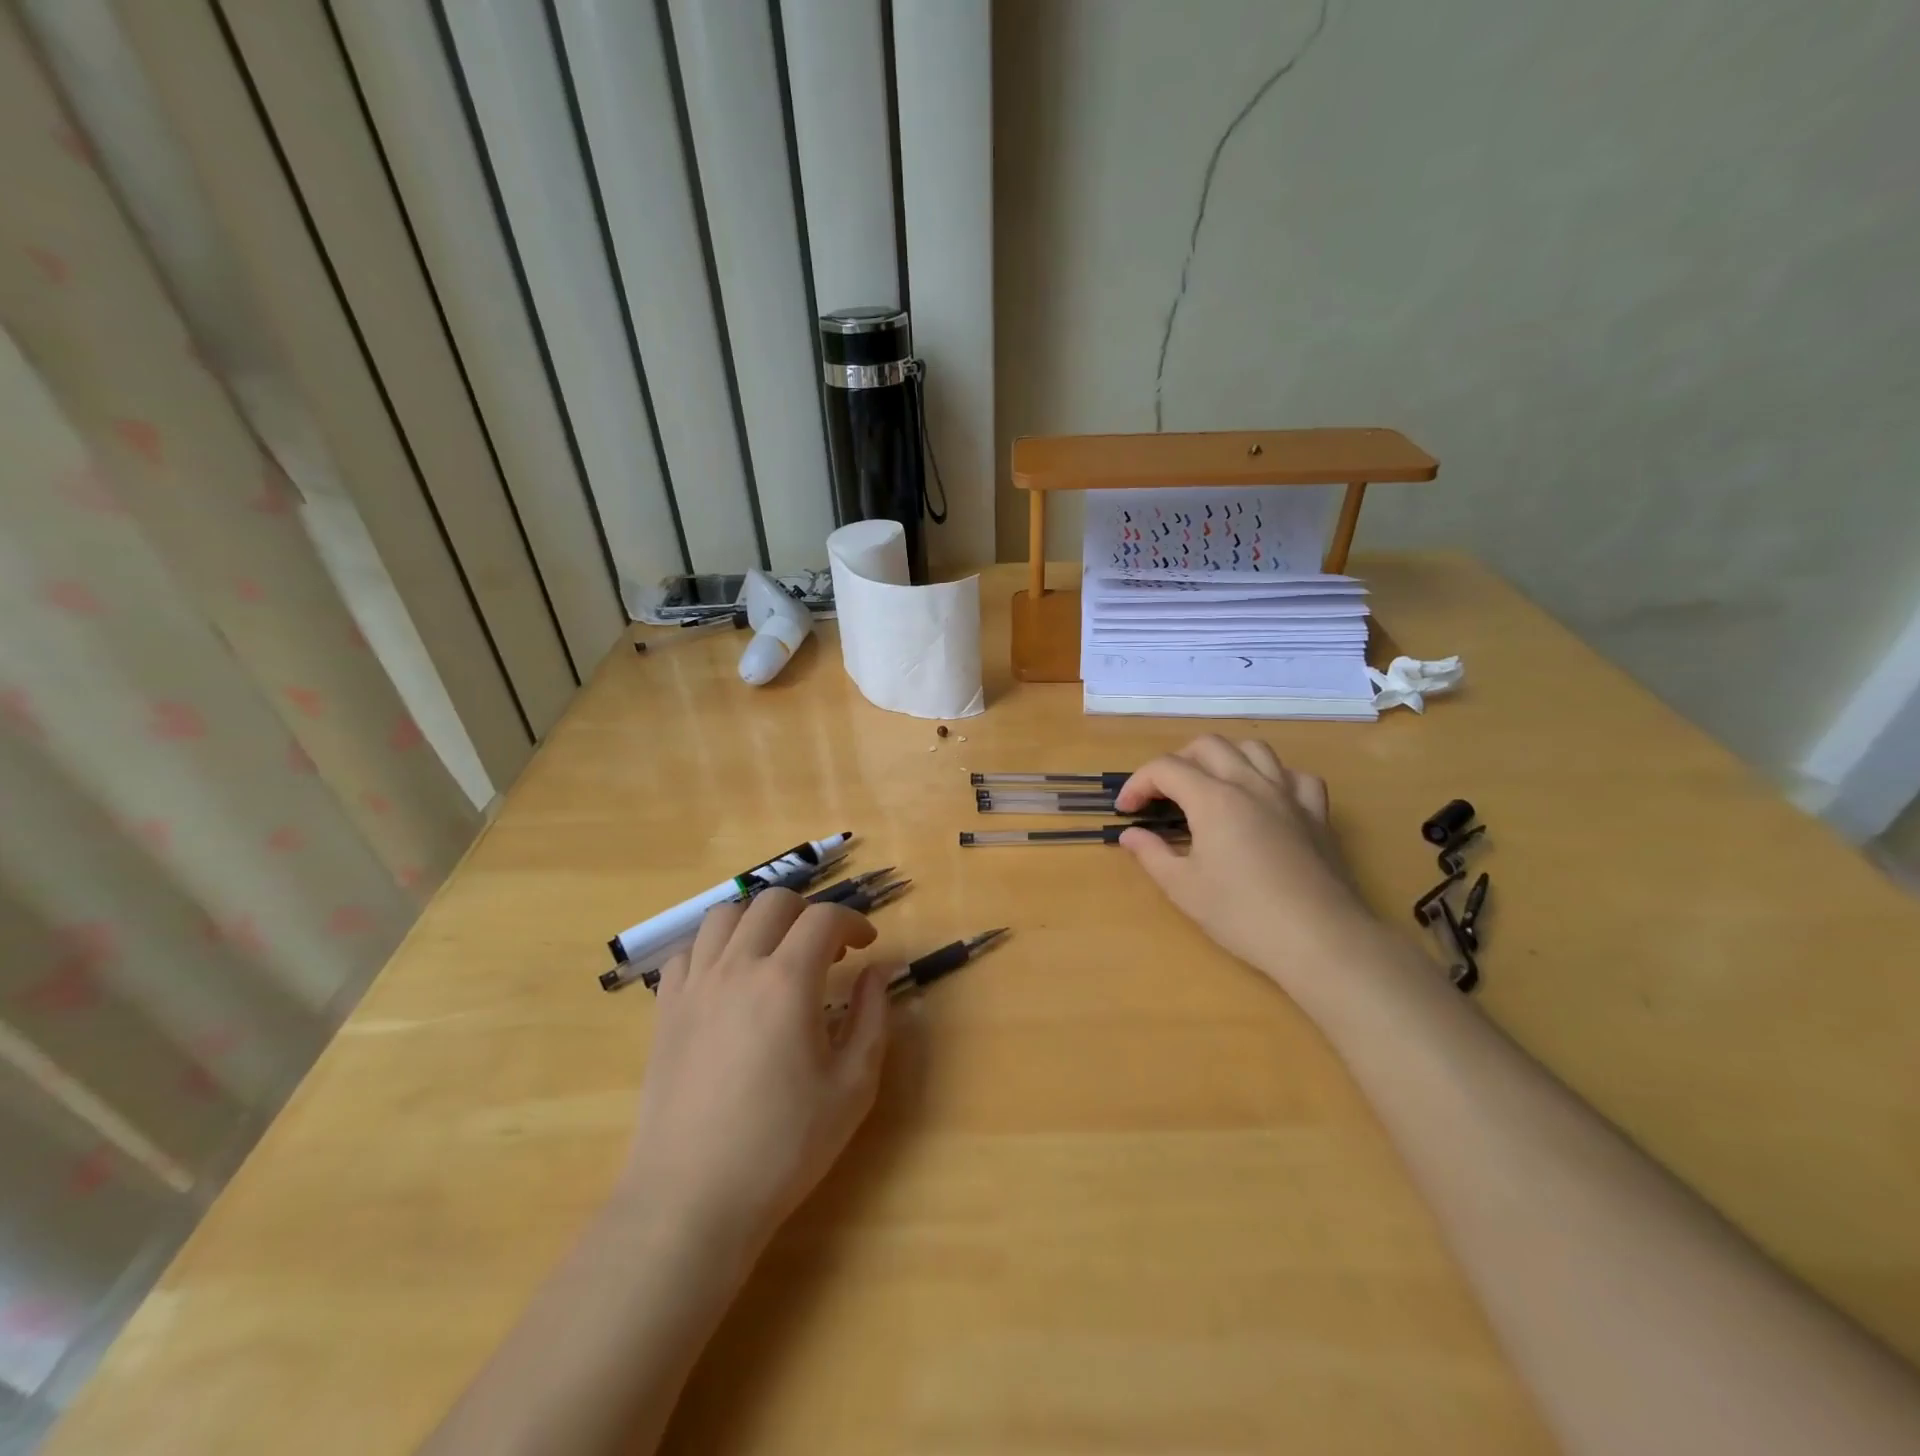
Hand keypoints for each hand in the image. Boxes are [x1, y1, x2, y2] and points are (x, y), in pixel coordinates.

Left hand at [618, 889, 889, 1256]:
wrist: (692, 1198)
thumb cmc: (783, 1146)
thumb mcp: (852, 1086)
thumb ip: (872, 1017)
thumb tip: (877, 971)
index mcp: (787, 981)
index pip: (824, 918)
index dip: (853, 922)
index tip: (866, 946)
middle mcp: (737, 967)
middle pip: (774, 902)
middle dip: (809, 913)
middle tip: (826, 951)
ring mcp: (694, 985)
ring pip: (725, 915)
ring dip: (759, 921)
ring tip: (775, 955)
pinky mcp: (665, 1009)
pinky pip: (688, 951)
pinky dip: (716, 949)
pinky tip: (729, 981)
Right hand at [1116, 735, 1380, 990]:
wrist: (1319, 940)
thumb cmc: (1243, 915)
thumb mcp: (1183, 888)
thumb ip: (1152, 854)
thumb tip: (1131, 835)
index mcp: (1213, 799)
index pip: (1165, 768)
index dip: (1138, 783)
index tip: (1126, 811)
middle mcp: (1250, 784)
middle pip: (1208, 745)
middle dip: (1177, 762)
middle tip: (1163, 796)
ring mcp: (1288, 795)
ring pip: (1254, 749)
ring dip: (1225, 758)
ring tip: (1211, 786)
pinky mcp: (1317, 814)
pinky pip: (1296, 776)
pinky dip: (1275, 778)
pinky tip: (1266, 799)